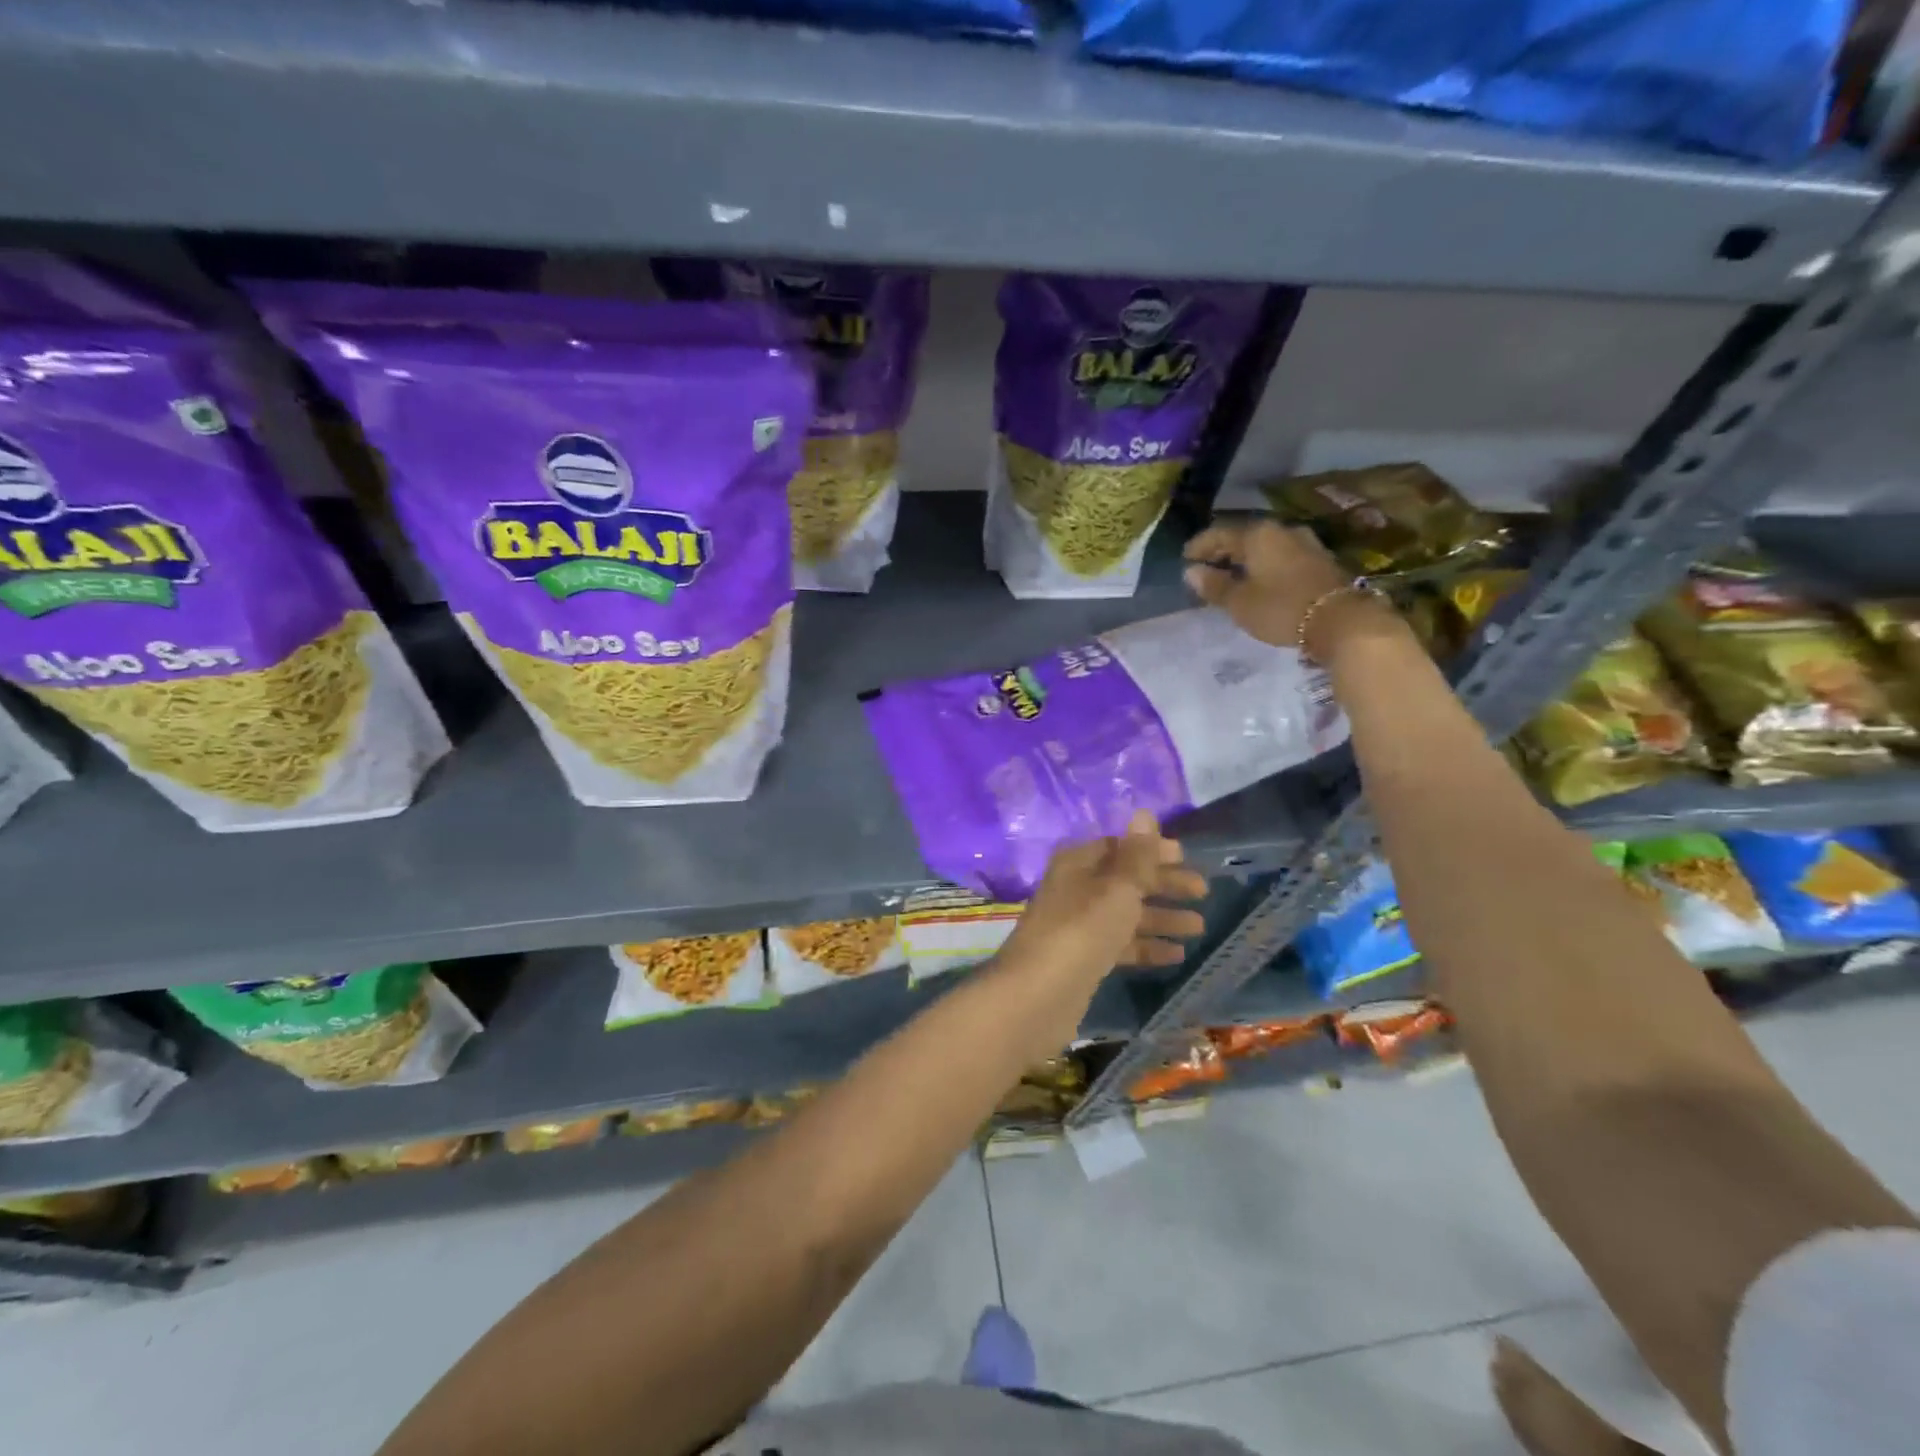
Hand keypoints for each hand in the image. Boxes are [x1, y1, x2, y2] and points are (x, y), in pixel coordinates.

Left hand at [1000, 811, 1207, 987]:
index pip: (1118, 847)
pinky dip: (1146, 947)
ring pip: (1125, 914)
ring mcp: (1077, 926)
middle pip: (1124, 880)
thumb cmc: (1082, 930)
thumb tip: (1143, 813)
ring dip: (1160, 917)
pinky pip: (1120, 945)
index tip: (1187, 859)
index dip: (1151, 850)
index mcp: (1077, 863)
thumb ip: (1136, 855)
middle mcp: (1075, 889)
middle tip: (1202, 893)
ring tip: (1200, 927)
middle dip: (1163, 885)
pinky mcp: (1082, 959)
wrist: (1039, 995)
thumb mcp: (1117, 888)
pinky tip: (1177, 955)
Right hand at [1182, 518, 1386, 659]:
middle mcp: (1281, 530)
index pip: (1219, 534)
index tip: (1185, 559)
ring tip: (1231, 576)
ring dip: (1245, 559)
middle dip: (1222, 552)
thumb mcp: (1239, 602)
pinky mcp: (1319, 560)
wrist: (1341, 620)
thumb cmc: (1281, 608)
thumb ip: (1214, 586)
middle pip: (1243, 537)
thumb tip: (1191, 572)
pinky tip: (1258, 581)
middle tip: (1205, 568)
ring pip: (1264, 547)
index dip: (1199, 546)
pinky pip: (1281, 556)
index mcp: (1258, 534)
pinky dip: (1264, 566)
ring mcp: (1304, 543)